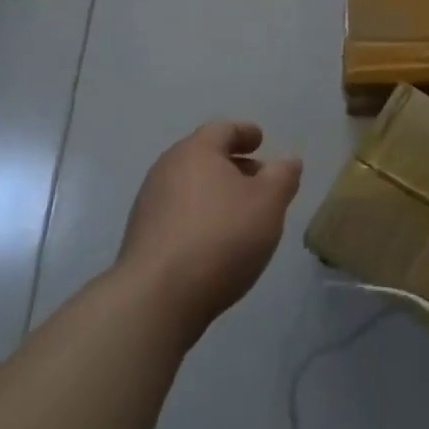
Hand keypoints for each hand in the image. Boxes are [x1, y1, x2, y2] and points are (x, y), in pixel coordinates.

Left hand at [117, 121, 302, 344]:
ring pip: (189, 186)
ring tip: (240, 214)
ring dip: (215, 193)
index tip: (261, 140)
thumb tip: (287, 160)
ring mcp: (149, 204)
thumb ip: (283, 176)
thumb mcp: (268, 203)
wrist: (156, 299)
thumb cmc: (221, 237)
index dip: (245, 132)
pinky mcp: (140, 238)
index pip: (223, 128)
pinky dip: (199, 216)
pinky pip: (177, 214)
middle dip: (232, 164)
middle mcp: (166, 169)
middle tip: (258, 179)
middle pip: (203, 156)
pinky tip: (214, 241)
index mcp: (196, 151)